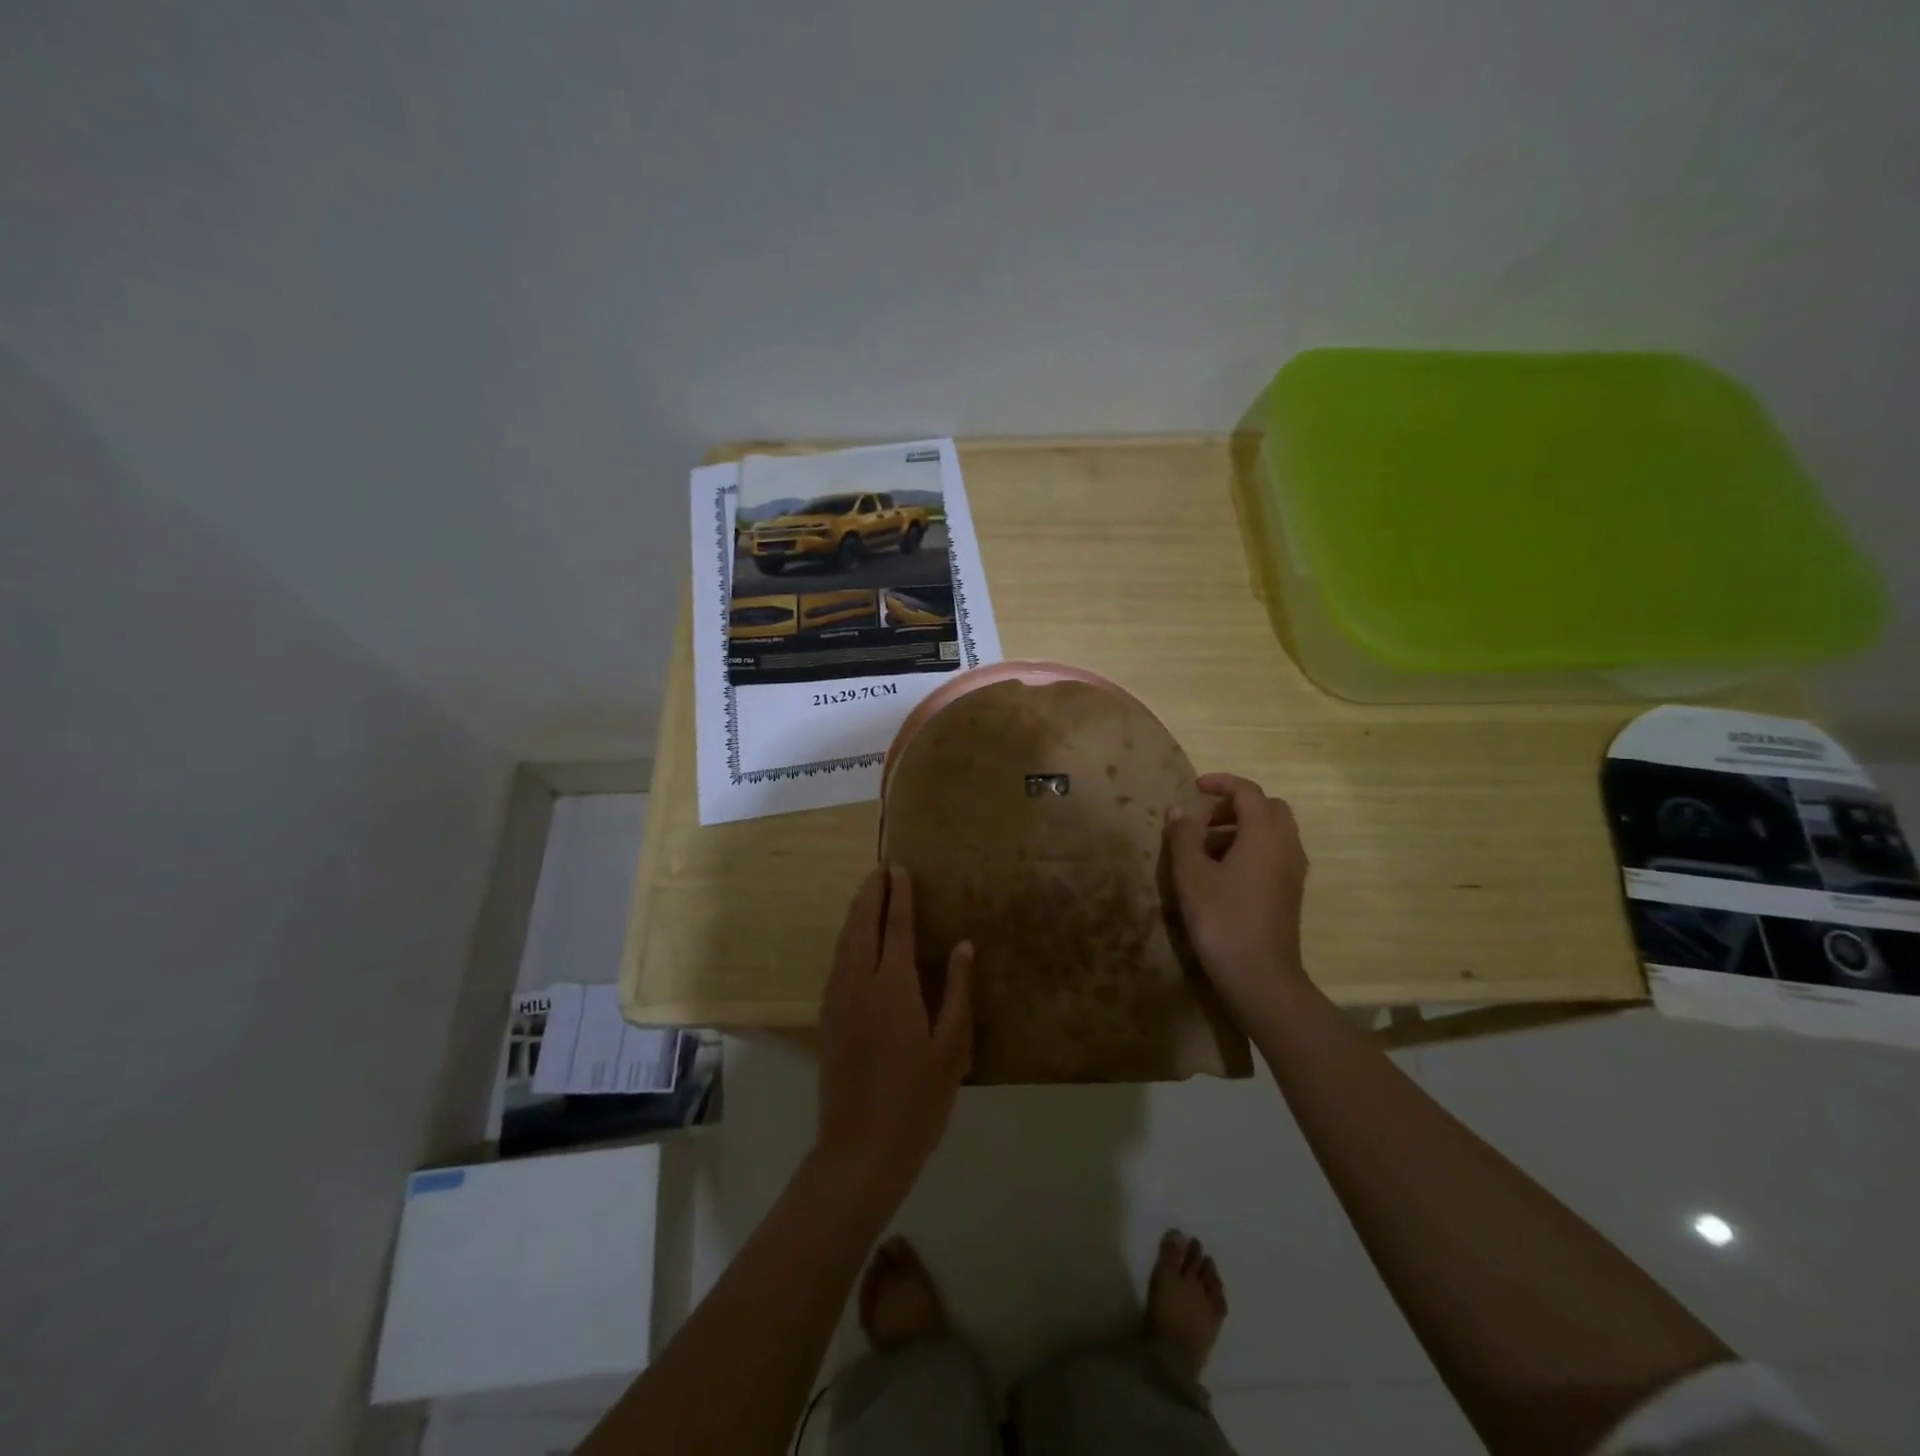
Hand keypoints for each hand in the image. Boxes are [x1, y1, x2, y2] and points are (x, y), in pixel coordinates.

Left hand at [814, 866, 973, 1209]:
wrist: (860, 1149)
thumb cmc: (918, 1100)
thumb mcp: (952, 1048)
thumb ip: (958, 992)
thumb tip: (965, 946)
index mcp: (894, 986)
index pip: (897, 927)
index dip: (900, 895)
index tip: (901, 869)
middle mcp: (860, 983)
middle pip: (862, 925)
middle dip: (870, 894)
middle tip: (881, 869)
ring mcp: (839, 1000)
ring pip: (844, 942)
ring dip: (856, 913)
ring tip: (867, 894)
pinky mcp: (828, 1019)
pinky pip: (837, 962)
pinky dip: (847, 939)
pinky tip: (854, 942)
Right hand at [1165, 773, 1310, 1018]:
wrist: (1260, 976)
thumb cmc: (1222, 919)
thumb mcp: (1191, 874)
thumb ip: (1184, 836)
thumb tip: (1179, 809)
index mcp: (1264, 834)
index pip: (1248, 792)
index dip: (1221, 783)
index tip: (1195, 787)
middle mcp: (1286, 845)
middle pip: (1268, 808)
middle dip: (1236, 805)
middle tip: (1204, 819)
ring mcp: (1293, 870)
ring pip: (1273, 832)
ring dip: (1243, 828)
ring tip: (1206, 847)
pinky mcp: (1291, 892)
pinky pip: (1275, 853)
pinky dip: (1252, 848)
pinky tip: (1224, 872)